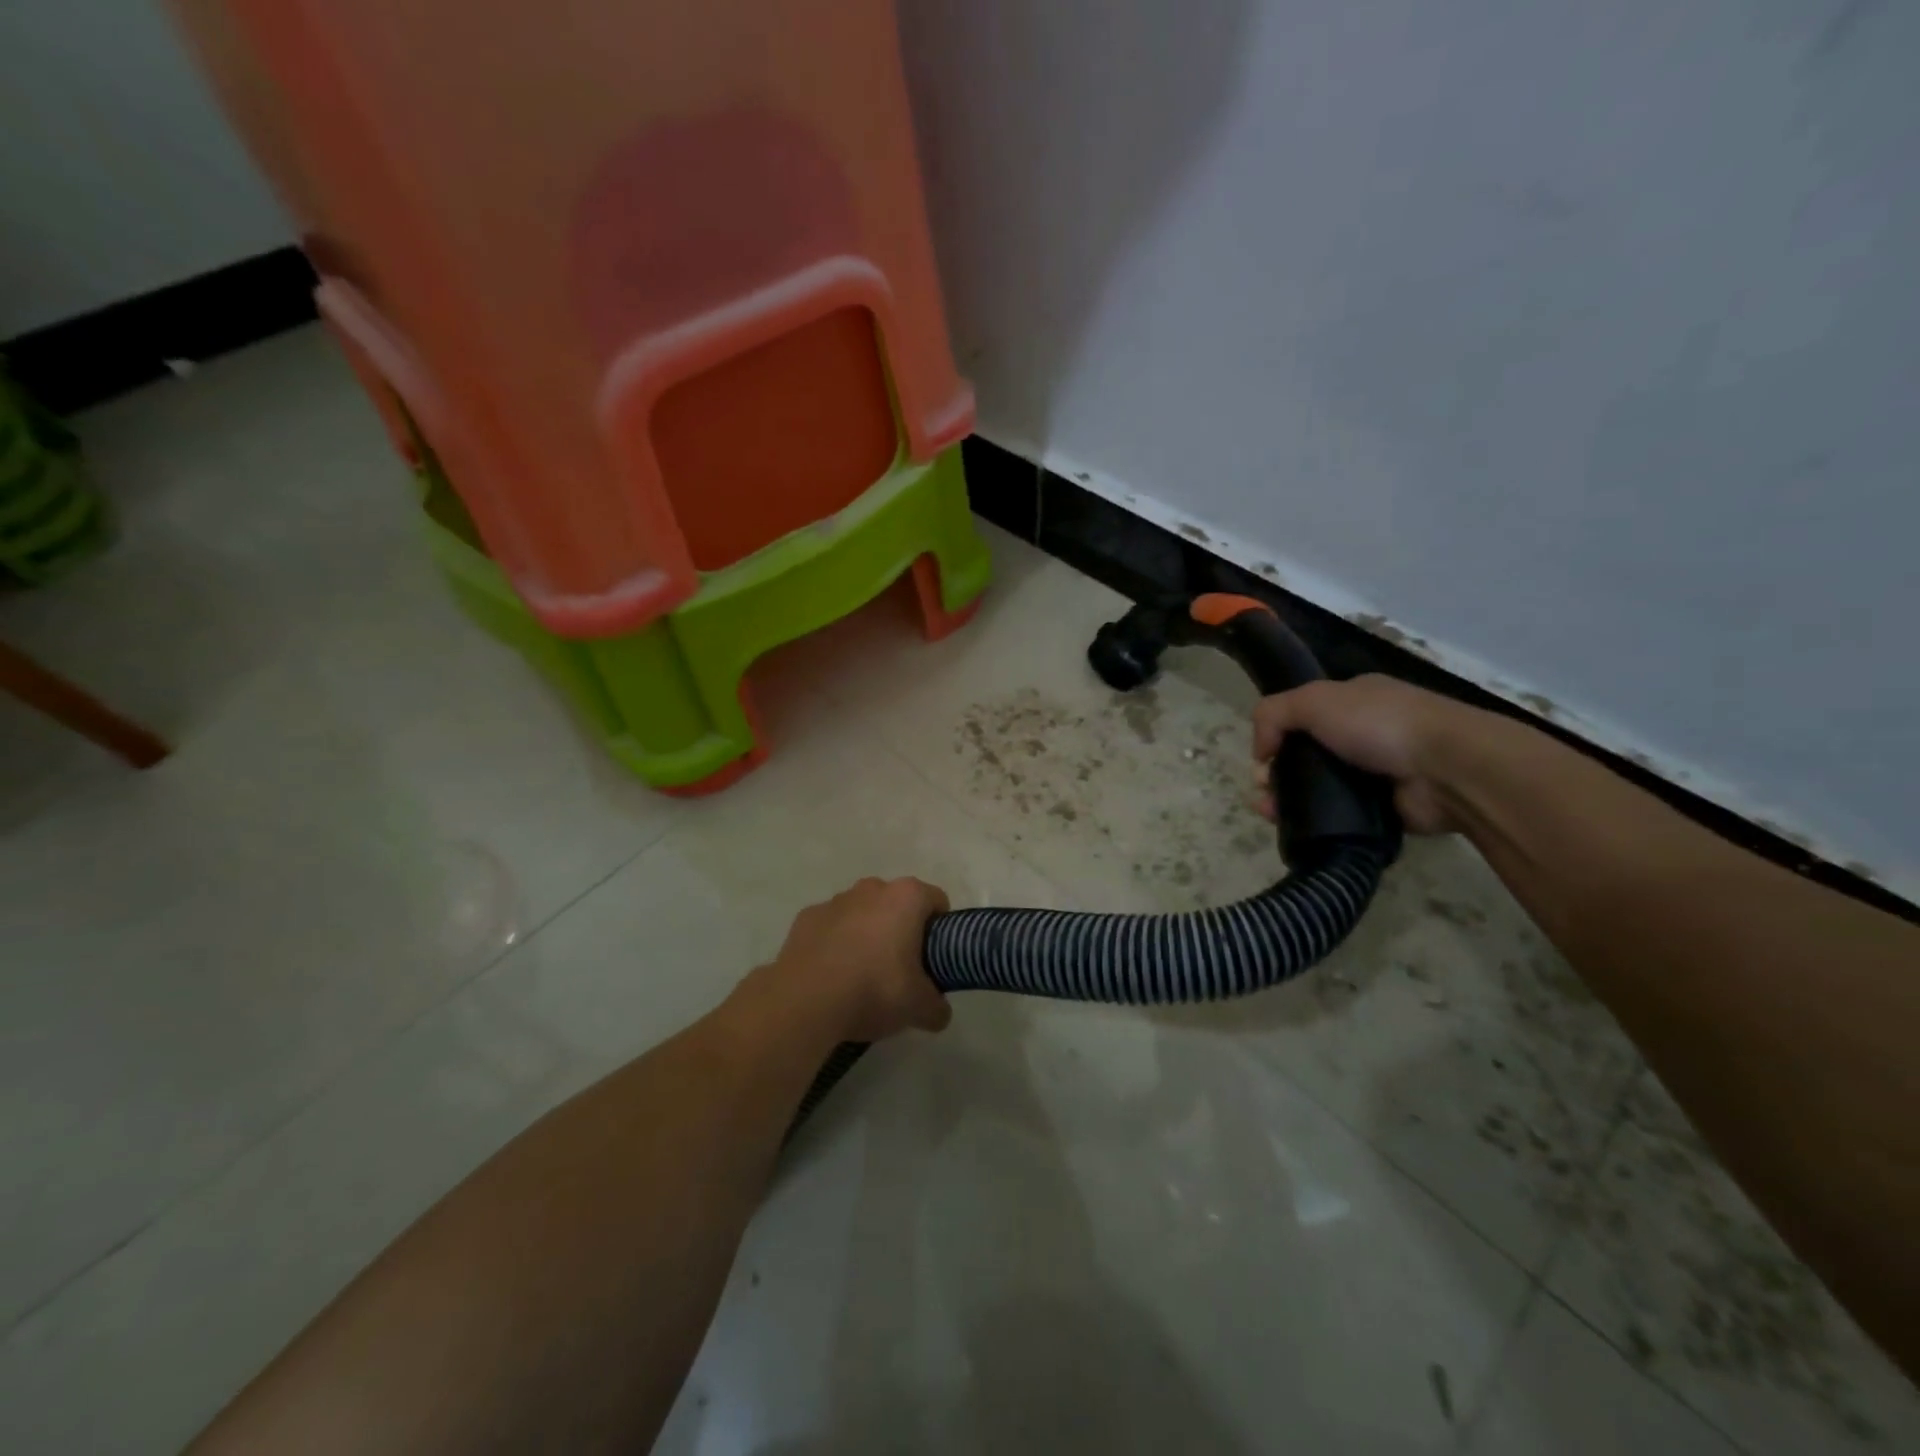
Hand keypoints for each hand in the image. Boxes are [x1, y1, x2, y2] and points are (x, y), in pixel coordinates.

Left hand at [763, 877, 952, 1042]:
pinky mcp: (806, 917)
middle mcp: (872, 888)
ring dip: (867, 934)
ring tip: (862, 976)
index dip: (940, 929)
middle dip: (902, 930)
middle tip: (901, 970)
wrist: (804, 1001)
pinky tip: (832, 975)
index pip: (937, 901)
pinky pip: (831, 927)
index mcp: (906, 897)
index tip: (935, 958)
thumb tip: (939, 1013)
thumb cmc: (874, 990)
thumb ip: (937, 1007)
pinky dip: (835, 943)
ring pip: (862, 913)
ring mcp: (835, 900)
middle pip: (897, 904)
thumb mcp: (918, 1007)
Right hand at [1252, 675, 1491, 834]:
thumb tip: (1260, 753)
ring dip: (1288, 800)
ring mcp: (1375, 773)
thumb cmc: (1379, 723)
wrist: (1448, 769)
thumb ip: (1274, 714)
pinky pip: (1337, 817)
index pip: (1303, 716)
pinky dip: (1314, 822)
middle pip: (1306, 755)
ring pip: (1317, 788)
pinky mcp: (1382, 810)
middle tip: (1263, 791)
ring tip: (1269, 814)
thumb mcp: (1314, 700)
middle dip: (1276, 773)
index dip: (1277, 735)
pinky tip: (1294, 828)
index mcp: (1353, 701)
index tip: (1262, 758)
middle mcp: (1364, 734)